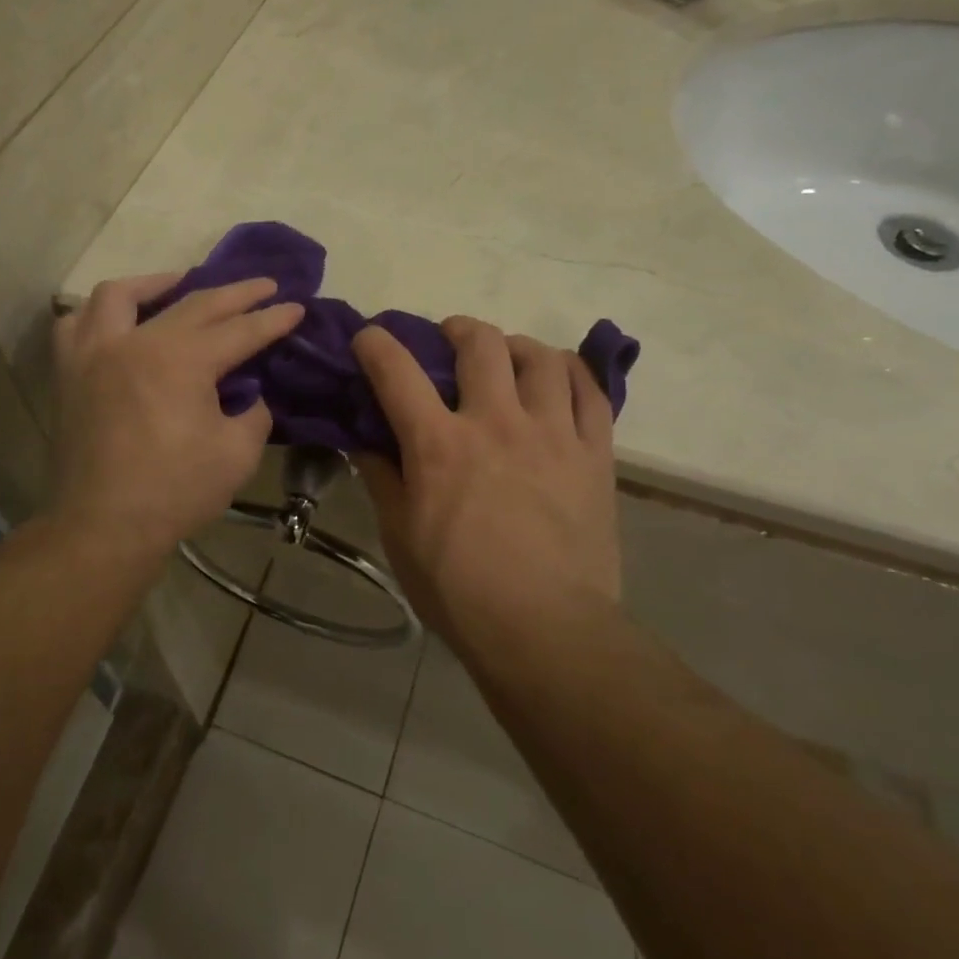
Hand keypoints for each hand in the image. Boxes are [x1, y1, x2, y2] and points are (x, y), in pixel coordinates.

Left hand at [50, 273, 303, 561]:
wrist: (103, 526)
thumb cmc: (175, 492)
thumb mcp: (236, 454)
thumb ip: (253, 414)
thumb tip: (249, 396)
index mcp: (181, 360)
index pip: (239, 330)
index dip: (272, 319)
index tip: (296, 307)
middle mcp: (136, 342)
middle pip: (194, 303)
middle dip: (235, 293)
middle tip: (263, 285)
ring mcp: (95, 353)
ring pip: (121, 295)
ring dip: (156, 284)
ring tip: (180, 286)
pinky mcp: (69, 373)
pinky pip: (76, 324)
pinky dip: (98, 314)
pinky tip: (118, 322)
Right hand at [351, 317, 620, 643]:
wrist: (544, 629)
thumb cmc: (458, 588)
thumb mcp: (400, 535)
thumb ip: (381, 478)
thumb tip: (364, 441)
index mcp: (439, 443)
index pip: (396, 372)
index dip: (376, 344)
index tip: (369, 337)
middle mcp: (495, 422)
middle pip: (479, 344)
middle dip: (457, 329)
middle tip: (450, 341)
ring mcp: (551, 433)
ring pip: (540, 357)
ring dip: (516, 346)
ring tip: (508, 357)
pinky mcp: (594, 454)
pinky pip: (591, 392)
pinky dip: (572, 372)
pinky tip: (559, 375)